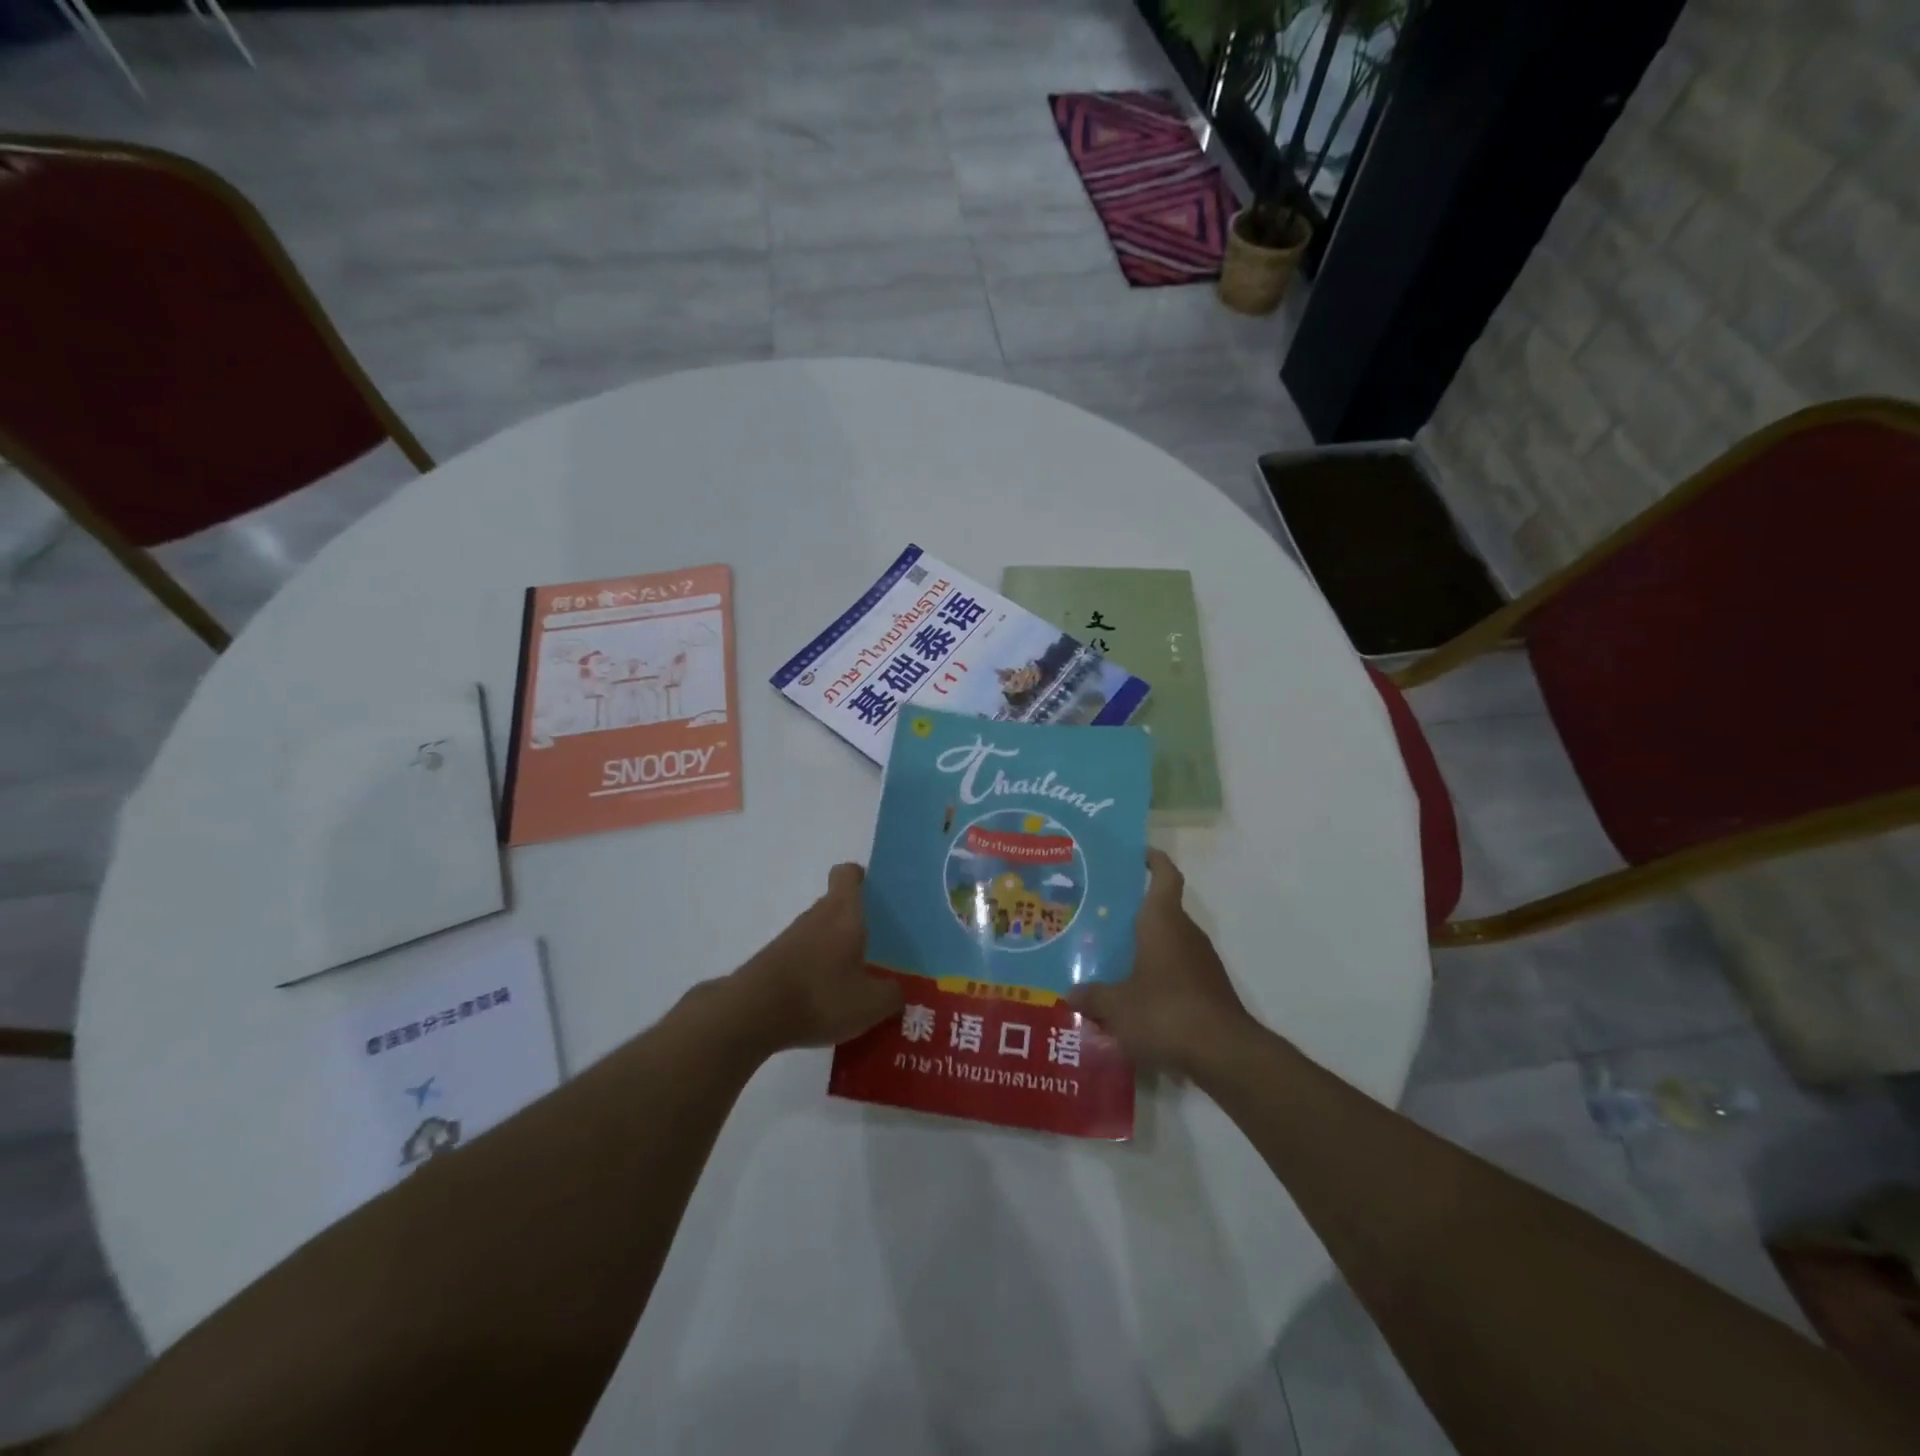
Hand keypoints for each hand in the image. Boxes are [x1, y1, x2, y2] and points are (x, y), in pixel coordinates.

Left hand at [728, 863, 902, 1054]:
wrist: (751, 1015)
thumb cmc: (820, 995)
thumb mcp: (871, 1003)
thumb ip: (892, 994)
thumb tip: (897, 991)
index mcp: (843, 912)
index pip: (848, 873)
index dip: (863, 878)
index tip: (878, 897)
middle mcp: (816, 916)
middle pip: (838, 906)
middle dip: (858, 924)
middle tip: (881, 949)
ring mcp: (791, 939)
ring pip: (821, 933)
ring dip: (837, 950)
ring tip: (858, 982)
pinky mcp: (774, 962)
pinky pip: (805, 958)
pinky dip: (818, 972)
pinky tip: (829, 1002)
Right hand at [1069, 850, 1256, 1076]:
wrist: (1223, 1053)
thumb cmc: (1165, 1011)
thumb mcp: (1117, 1006)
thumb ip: (1093, 996)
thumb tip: (1070, 993)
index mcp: (1163, 921)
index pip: (1165, 876)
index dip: (1154, 861)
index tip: (1138, 854)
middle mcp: (1185, 933)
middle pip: (1161, 911)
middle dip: (1134, 913)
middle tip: (1100, 917)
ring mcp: (1201, 962)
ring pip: (1169, 943)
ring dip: (1145, 948)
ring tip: (1110, 959)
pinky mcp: (1208, 990)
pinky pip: (1177, 971)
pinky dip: (1157, 976)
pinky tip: (1134, 997)